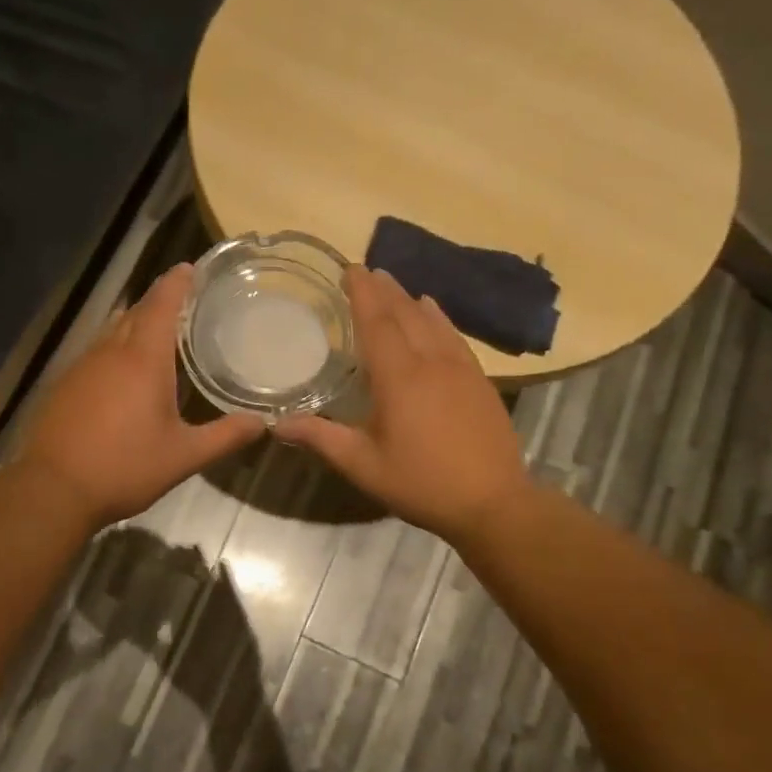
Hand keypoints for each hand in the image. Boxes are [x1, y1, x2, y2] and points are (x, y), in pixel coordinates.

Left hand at [20, 264, 264, 527]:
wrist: (54, 488)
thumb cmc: (125, 467)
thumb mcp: (184, 456)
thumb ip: (225, 436)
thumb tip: (261, 423)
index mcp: (143, 359)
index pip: (162, 304)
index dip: (177, 282)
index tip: (191, 268)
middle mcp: (110, 351)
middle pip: (136, 311)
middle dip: (159, 302)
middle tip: (185, 303)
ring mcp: (82, 366)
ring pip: (113, 331)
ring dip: (136, 324)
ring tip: (159, 334)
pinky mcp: (65, 384)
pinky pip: (96, 352)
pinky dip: (116, 348)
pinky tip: (124, 372)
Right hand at [274, 266, 530, 545]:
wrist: (493, 502)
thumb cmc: (422, 483)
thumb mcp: (363, 465)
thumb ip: (321, 438)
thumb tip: (277, 423)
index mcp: (399, 377)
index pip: (377, 322)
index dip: (362, 293)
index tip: (350, 269)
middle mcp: (431, 362)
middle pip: (405, 314)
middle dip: (384, 290)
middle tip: (366, 270)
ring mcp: (460, 368)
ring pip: (432, 321)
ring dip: (409, 299)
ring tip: (393, 284)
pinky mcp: (479, 380)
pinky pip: (454, 335)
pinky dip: (439, 317)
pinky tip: (433, 311)